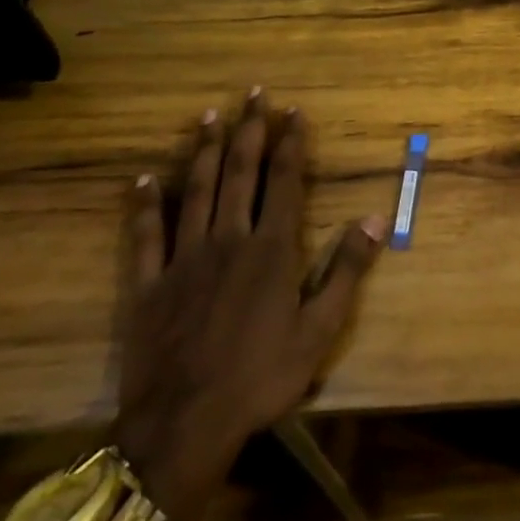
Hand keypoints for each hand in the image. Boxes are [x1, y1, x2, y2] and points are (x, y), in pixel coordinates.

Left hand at [112, 90, 386, 520]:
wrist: (183, 426)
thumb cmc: (261, 377)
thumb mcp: (320, 330)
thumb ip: (347, 270)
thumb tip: (374, 218)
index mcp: (271, 250)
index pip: (283, 181)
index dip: (290, 143)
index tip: (293, 112)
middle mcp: (228, 240)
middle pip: (240, 174)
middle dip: (249, 131)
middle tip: (253, 95)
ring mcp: (184, 260)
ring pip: (196, 192)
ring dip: (205, 151)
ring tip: (210, 116)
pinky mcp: (148, 285)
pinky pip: (145, 236)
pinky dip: (145, 204)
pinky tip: (145, 178)